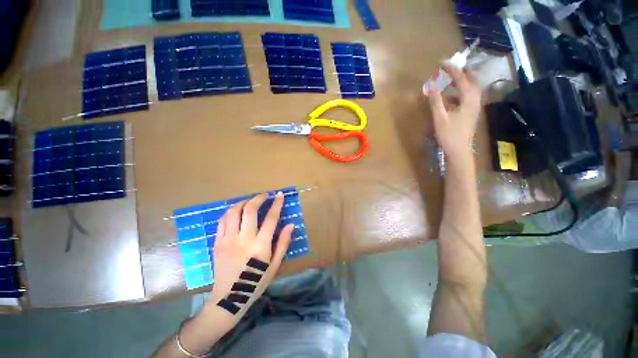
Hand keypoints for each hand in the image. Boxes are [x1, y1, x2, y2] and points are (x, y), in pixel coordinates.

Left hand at [206, 192, 293, 317]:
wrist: (229, 298)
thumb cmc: (255, 283)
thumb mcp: (275, 266)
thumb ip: (283, 243)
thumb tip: (291, 225)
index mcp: (260, 246)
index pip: (271, 218)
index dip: (277, 204)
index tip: (280, 195)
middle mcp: (243, 239)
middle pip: (250, 210)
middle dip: (258, 198)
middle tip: (265, 196)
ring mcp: (228, 240)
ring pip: (233, 212)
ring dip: (243, 202)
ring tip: (250, 202)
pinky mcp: (217, 243)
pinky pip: (222, 221)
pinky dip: (230, 212)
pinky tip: (236, 212)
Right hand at [424, 62, 481, 158]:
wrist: (459, 150)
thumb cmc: (449, 134)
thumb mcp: (440, 117)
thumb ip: (436, 101)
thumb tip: (431, 87)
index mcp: (469, 98)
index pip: (461, 78)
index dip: (451, 69)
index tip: (441, 62)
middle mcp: (475, 99)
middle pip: (470, 80)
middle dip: (459, 73)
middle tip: (447, 69)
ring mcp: (474, 106)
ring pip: (469, 88)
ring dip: (459, 82)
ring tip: (447, 80)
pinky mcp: (470, 112)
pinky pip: (466, 96)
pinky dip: (458, 92)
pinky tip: (449, 96)